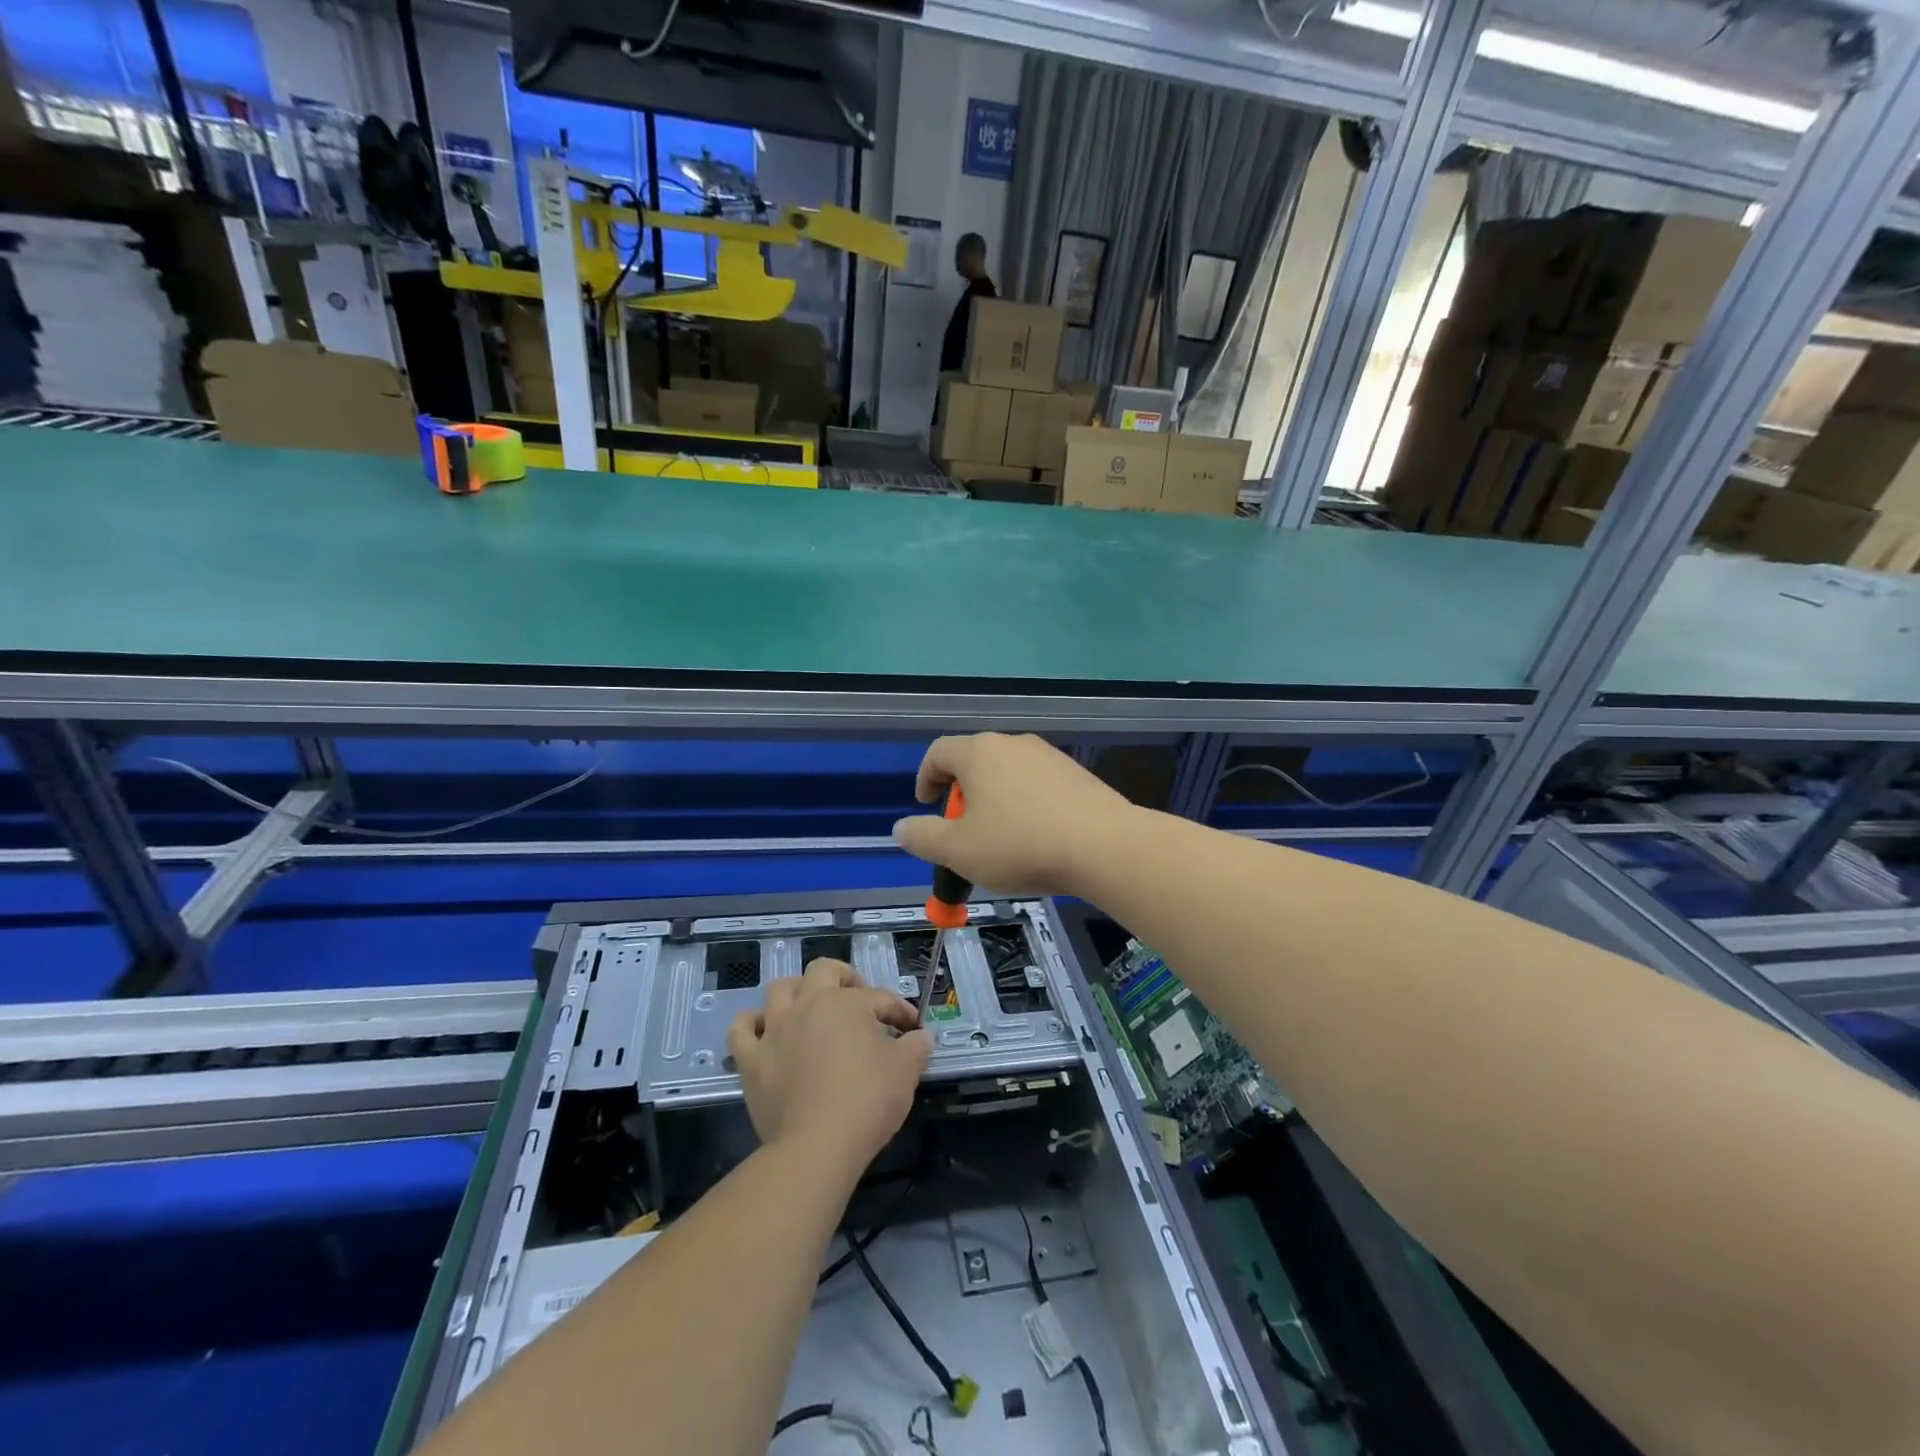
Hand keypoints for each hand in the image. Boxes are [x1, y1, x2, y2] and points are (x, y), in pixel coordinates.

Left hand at [727, 959, 930, 1177]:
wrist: (817, 1147)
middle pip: (824, 971)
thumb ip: (916, 1047)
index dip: (899, 1011)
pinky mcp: (751, 1060)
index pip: (879, 998)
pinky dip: (752, 1024)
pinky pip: (742, 1029)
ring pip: (780, 989)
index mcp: (846, 1002)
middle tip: (859, 1001)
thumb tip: (922, 1037)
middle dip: (845, 979)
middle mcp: (807, 1004)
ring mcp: (774, 1030)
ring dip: (797, 993)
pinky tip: (765, 1031)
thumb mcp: (906, 1071)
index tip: (912, 1030)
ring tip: (811, 1009)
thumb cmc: (866, 1102)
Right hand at [892, 733, 1135, 894]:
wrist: (1103, 846)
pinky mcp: (1076, 774)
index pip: (938, 752)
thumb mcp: (958, 850)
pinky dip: (1025, 805)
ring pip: (1007, 774)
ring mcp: (1049, 756)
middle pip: (974, 761)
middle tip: (962, 832)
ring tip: (999, 840)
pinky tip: (1035, 838)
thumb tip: (901, 828)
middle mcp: (1013, 743)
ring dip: (994, 801)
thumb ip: (923, 837)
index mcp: (979, 752)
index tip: (926, 806)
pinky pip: (1037, 785)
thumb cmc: (1019, 845)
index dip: (925, 778)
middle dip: (961, 795)